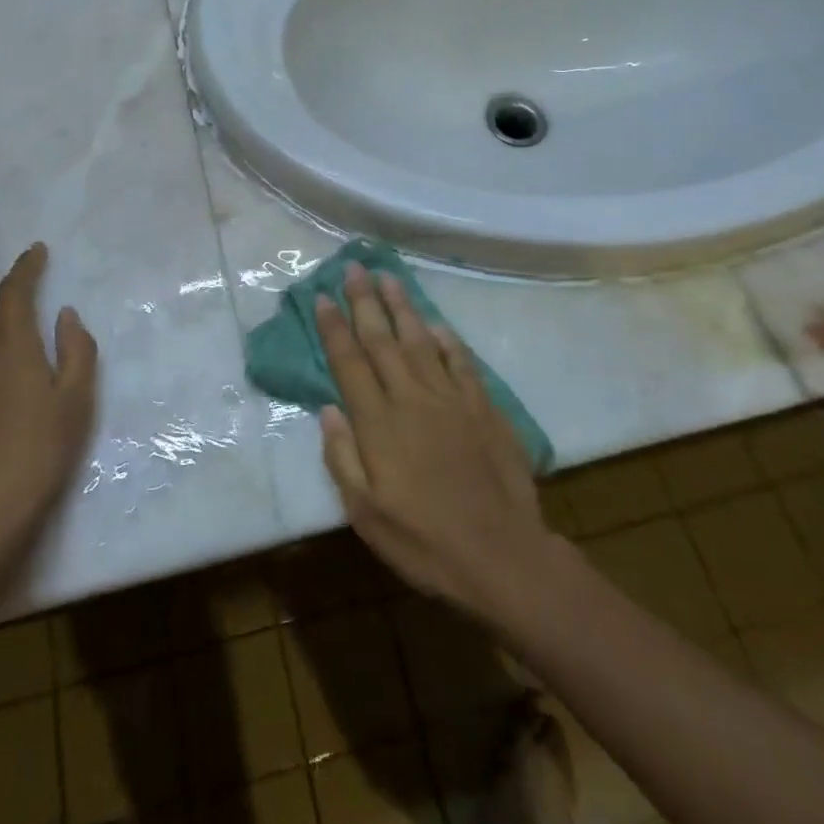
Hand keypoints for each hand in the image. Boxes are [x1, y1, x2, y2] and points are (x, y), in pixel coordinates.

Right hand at [316, 264, 555, 620]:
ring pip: (420, 340)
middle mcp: (411, 398)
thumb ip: (342, 458)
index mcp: (379, 423)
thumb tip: (327, 409)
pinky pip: (461, 362)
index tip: (322, 297)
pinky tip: (437, 324)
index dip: (334, 328)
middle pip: (382, 340)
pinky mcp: (482, 407)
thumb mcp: (366, 515)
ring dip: (402, 307)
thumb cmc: (424, 541)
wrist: (501, 556)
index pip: (350, 362)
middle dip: (365, 301)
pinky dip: (447, 340)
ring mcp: (450, 399)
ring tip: (388, 277)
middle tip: (354, 267)